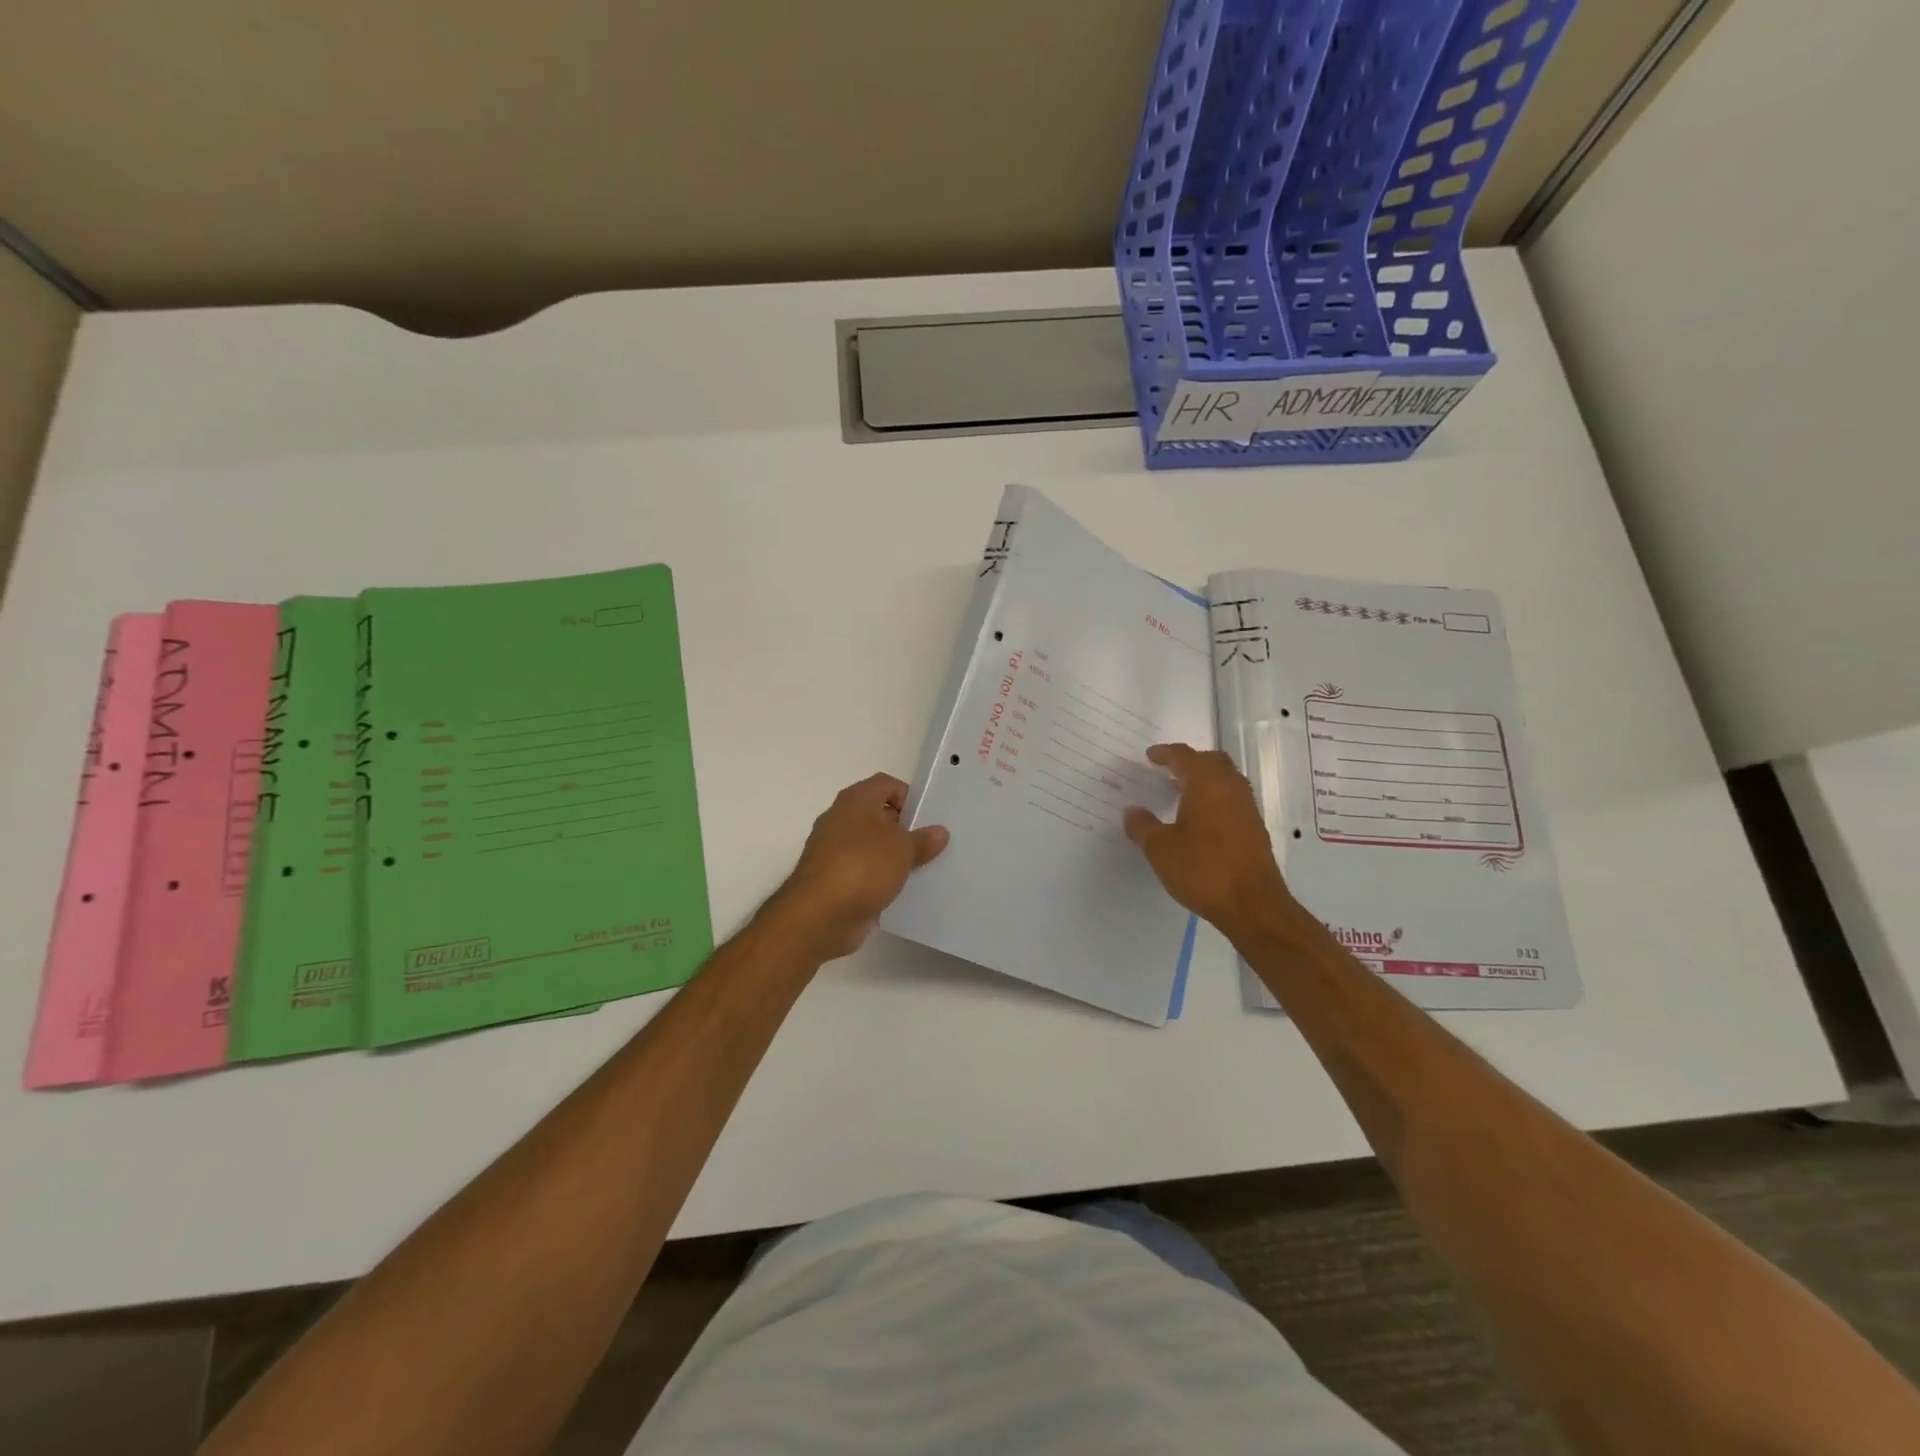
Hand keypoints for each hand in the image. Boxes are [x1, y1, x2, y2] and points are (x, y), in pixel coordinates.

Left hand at [766, 773, 949, 960]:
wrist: (820, 915)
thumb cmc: (863, 867)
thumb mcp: (903, 849)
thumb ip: (923, 839)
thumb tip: (939, 832)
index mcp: (855, 800)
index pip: (886, 784)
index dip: (909, 796)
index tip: (928, 818)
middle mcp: (840, 819)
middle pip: (878, 815)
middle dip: (904, 828)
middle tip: (931, 844)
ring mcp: (833, 851)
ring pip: (871, 846)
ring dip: (893, 856)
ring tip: (922, 868)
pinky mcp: (833, 880)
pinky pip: (863, 872)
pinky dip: (880, 878)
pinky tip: (901, 890)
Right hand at [1123, 743, 1294, 936]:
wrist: (1252, 904)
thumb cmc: (1202, 870)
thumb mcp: (1160, 849)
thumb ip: (1142, 826)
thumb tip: (1132, 811)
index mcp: (1206, 783)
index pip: (1184, 756)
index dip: (1164, 753)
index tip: (1150, 757)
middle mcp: (1230, 787)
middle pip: (1210, 760)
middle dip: (1189, 761)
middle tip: (1168, 771)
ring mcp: (1247, 807)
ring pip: (1226, 778)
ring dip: (1205, 779)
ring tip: (1182, 793)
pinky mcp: (1255, 827)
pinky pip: (1233, 798)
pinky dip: (1216, 797)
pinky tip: (1201, 818)